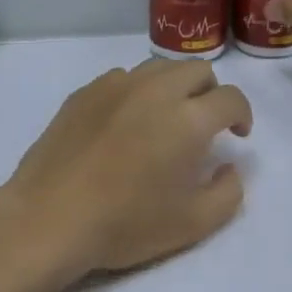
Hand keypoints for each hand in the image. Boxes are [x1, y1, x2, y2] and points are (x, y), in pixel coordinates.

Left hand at [0, 59, 252, 283]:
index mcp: (188, 119)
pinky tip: (125, 122)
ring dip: (175, 86)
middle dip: (211, 92)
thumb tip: (230, 166)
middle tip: (204, 124)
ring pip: (159, 67)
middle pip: (197, 69)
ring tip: (165, 118)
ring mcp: (116, 85)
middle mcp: (156, 90)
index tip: (237, 134)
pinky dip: (137, 91)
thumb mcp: (193, 224)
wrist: (49, 218)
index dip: (242, 114)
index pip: (231, 98)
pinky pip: (123, 77)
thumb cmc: (125, 224)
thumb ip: (228, 192)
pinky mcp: (85, 92)